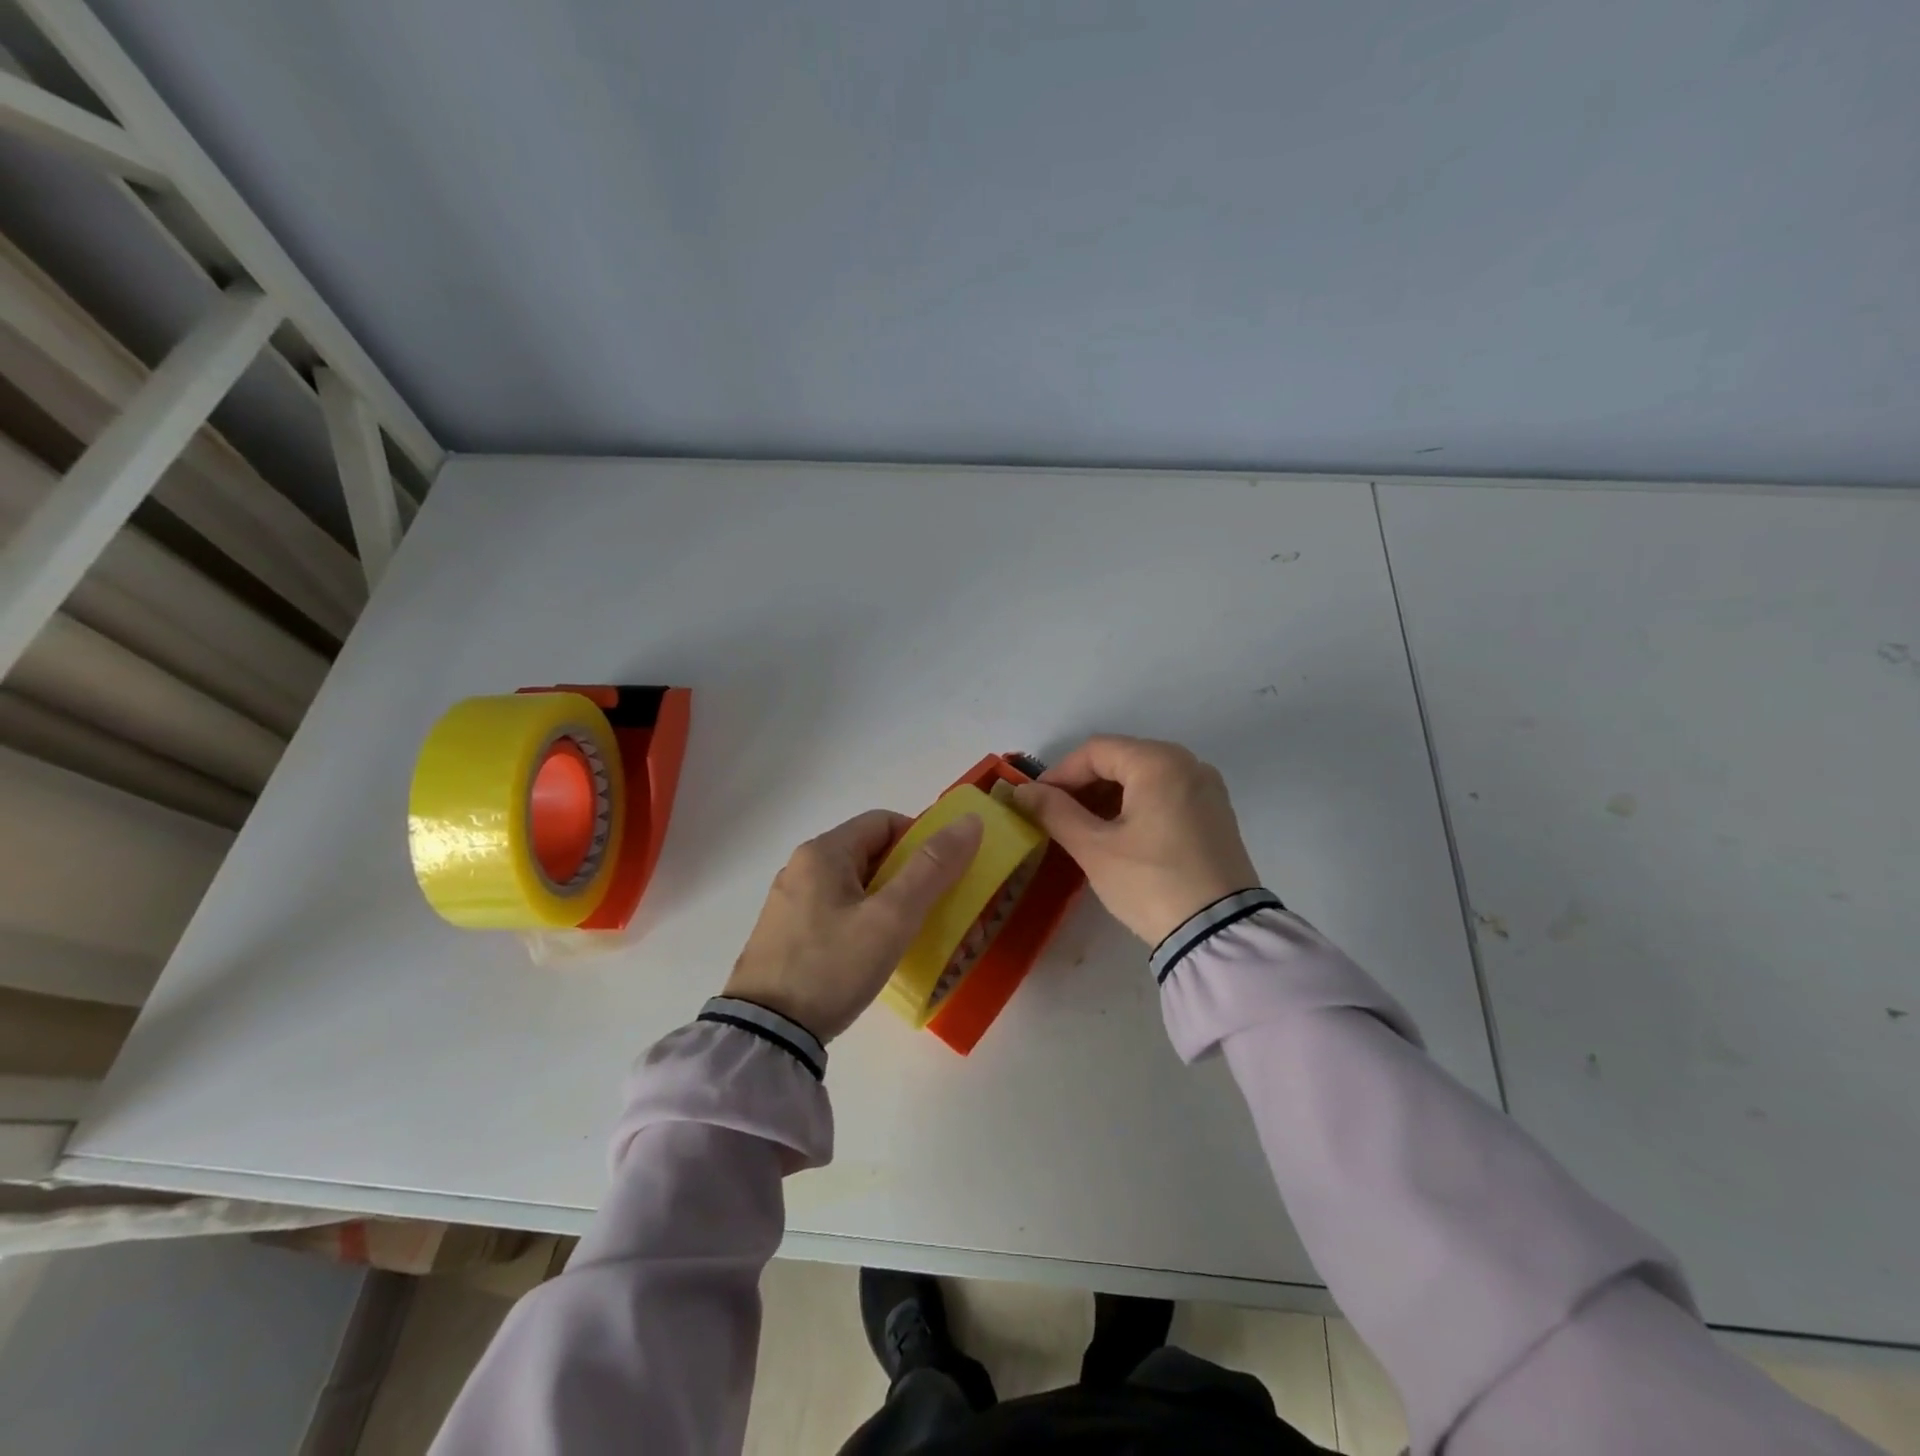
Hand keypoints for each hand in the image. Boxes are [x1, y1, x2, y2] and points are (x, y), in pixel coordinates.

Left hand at [722, 809, 984, 1041]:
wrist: (766, 1035)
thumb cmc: (832, 965)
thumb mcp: (891, 917)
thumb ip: (932, 868)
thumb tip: (969, 822)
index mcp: (823, 852)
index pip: (884, 822)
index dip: (921, 839)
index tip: (946, 873)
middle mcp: (802, 868)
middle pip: (870, 854)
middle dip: (910, 874)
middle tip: (939, 907)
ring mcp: (790, 903)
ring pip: (854, 886)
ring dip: (889, 901)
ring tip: (914, 934)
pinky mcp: (786, 936)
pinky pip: (837, 913)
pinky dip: (865, 922)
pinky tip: (877, 954)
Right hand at [1011, 735, 1259, 946]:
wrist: (1220, 935)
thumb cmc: (1151, 883)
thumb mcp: (1095, 848)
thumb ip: (1055, 812)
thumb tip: (1022, 791)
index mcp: (1159, 762)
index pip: (1095, 751)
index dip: (1058, 773)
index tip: (1034, 802)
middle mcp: (1189, 764)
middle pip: (1121, 759)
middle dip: (1083, 785)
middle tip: (1055, 817)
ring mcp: (1207, 789)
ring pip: (1143, 777)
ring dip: (1107, 797)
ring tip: (1082, 829)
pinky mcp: (1216, 814)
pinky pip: (1165, 795)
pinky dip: (1135, 806)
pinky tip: (1118, 836)